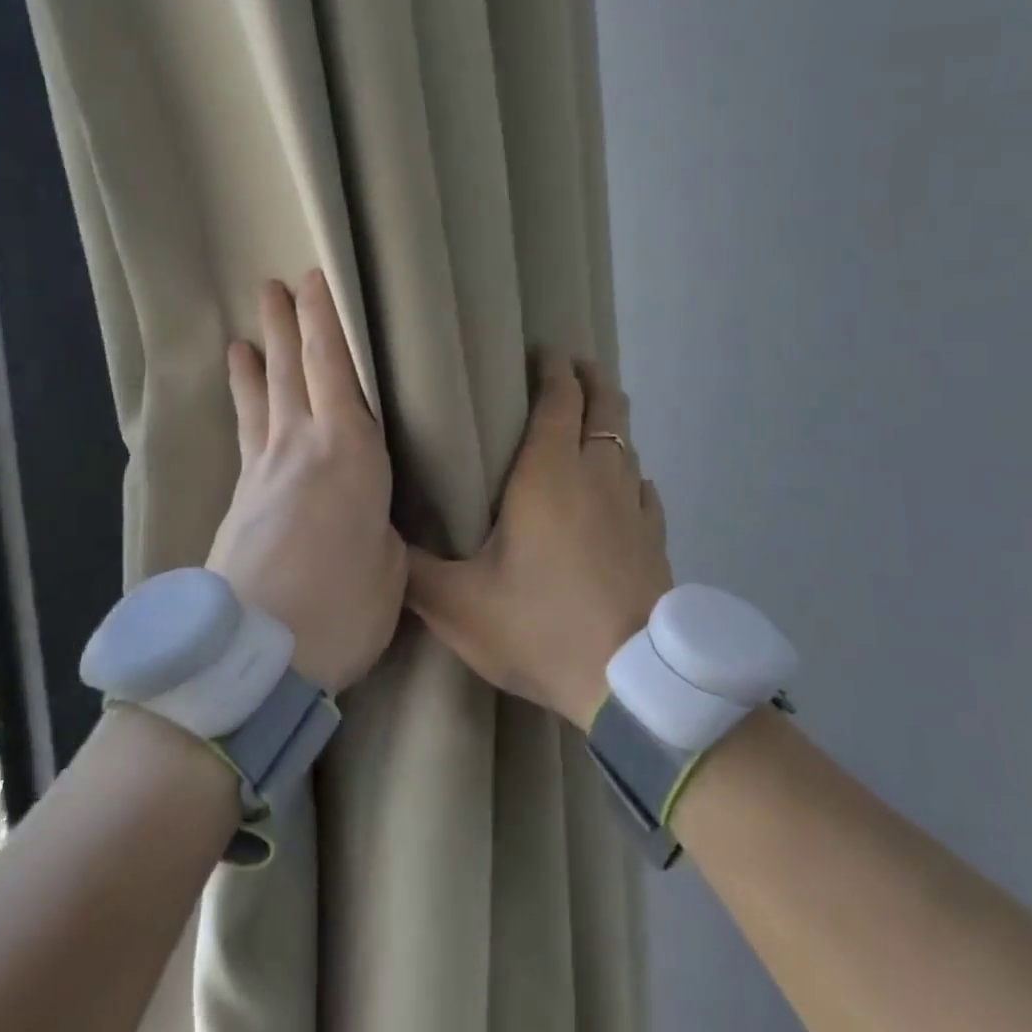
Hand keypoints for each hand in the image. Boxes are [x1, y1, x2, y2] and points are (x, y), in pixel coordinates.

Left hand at [207, 271, 405, 692]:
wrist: (251, 656)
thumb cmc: (341, 605)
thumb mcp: (390, 563)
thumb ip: (382, 527)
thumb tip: (372, 518)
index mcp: (349, 449)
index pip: (334, 367)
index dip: (324, 320)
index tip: (314, 280)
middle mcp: (300, 446)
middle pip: (290, 371)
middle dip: (285, 326)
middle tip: (273, 287)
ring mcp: (262, 473)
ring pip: (261, 402)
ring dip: (256, 364)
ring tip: (242, 338)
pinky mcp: (240, 503)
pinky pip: (247, 439)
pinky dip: (245, 412)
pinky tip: (244, 411)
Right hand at [407, 355, 672, 727]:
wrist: (627, 679)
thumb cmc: (540, 624)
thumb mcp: (459, 604)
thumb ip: (413, 571)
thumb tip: (375, 543)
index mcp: (549, 473)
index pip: (560, 400)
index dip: (555, 370)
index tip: (547, 352)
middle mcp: (597, 474)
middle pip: (605, 406)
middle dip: (592, 379)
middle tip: (577, 366)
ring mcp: (633, 505)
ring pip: (627, 445)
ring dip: (611, 424)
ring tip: (593, 422)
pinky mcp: (655, 538)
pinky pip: (644, 490)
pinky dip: (631, 475)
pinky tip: (625, 488)